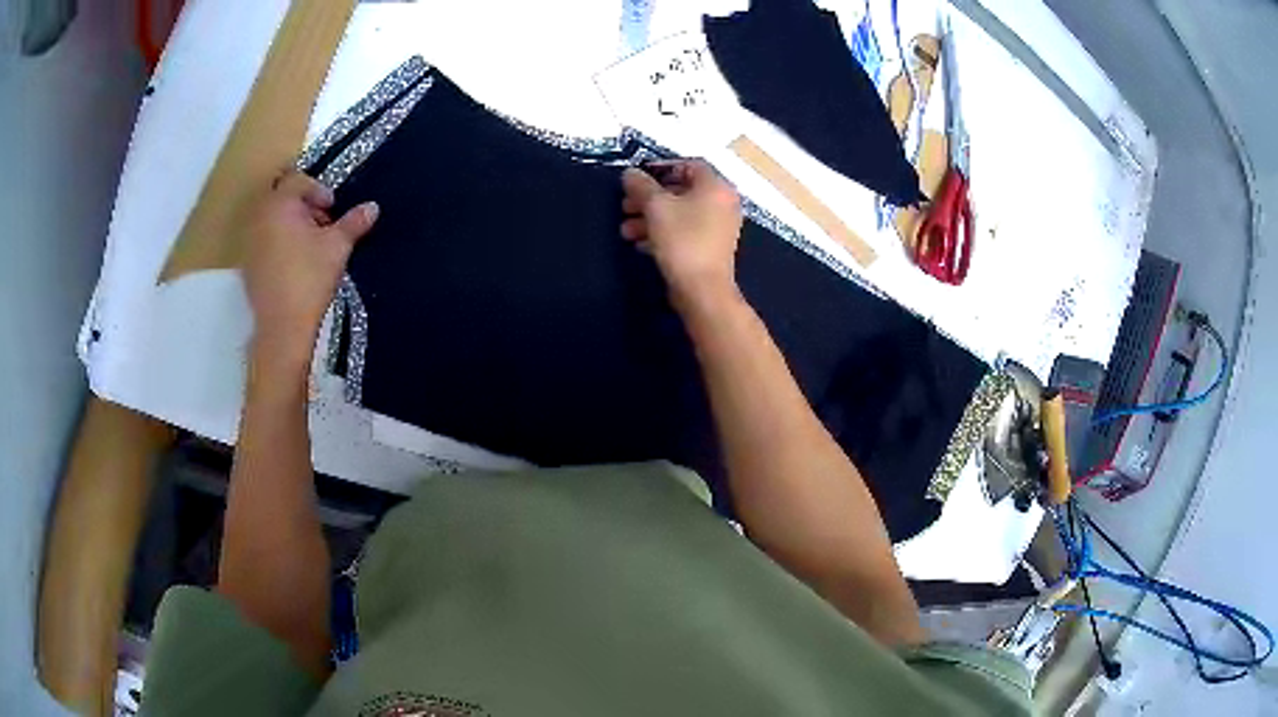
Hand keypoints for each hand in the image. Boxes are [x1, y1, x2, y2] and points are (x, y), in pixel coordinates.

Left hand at [244, 170, 378, 372]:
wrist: (283, 328)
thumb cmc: (310, 279)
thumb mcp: (337, 247)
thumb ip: (354, 222)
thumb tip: (372, 207)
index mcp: (279, 205)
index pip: (298, 180)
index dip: (319, 191)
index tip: (333, 210)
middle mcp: (259, 217)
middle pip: (283, 197)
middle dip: (305, 206)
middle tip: (324, 225)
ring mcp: (249, 242)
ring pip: (273, 219)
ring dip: (292, 224)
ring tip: (311, 246)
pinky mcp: (247, 265)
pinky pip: (264, 241)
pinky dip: (280, 243)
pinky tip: (296, 264)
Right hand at [620, 160, 742, 311]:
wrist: (702, 289)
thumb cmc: (682, 240)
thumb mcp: (656, 207)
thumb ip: (641, 185)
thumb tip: (630, 173)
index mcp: (716, 186)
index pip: (689, 165)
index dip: (661, 168)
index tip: (637, 178)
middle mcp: (723, 203)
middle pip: (681, 190)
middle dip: (649, 197)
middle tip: (625, 205)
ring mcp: (719, 227)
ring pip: (680, 213)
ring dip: (650, 217)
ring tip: (627, 230)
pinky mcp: (711, 247)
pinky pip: (685, 231)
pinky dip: (663, 232)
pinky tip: (640, 244)